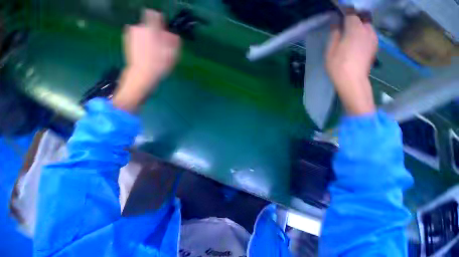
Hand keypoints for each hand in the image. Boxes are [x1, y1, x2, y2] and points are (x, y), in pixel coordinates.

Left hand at [113, 9, 179, 111]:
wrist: (141, 75)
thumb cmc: (158, 66)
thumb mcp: (172, 56)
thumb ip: (174, 42)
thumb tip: (174, 35)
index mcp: (151, 30)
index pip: (154, 15)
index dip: (160, 21)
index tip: (163, 32)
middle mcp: (140, 28)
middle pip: (150, 25)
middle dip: (157, 33)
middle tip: (161, 47)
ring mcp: (132, 34)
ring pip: (144, 31)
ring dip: (150, 38)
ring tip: (153, 52)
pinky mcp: (127, 39)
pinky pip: (138, 36)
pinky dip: (143, 41)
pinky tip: (145, 52)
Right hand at [325, 14, 377, 115]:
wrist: (353, 81)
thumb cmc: (338, 66)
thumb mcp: (330, 51)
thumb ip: (334, 34)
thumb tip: (336, 23)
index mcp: (355, 29)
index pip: (351, 13)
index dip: (345, 11)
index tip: (339, 11)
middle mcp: (367, 30)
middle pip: (362, 17)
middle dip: (354, 17)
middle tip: (345, 23)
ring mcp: (373, 38)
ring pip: (367, 25)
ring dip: (359, 25)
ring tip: (350, 33)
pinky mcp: (375, 45)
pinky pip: (370, 33)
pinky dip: (364, 33)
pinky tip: (357, 41)